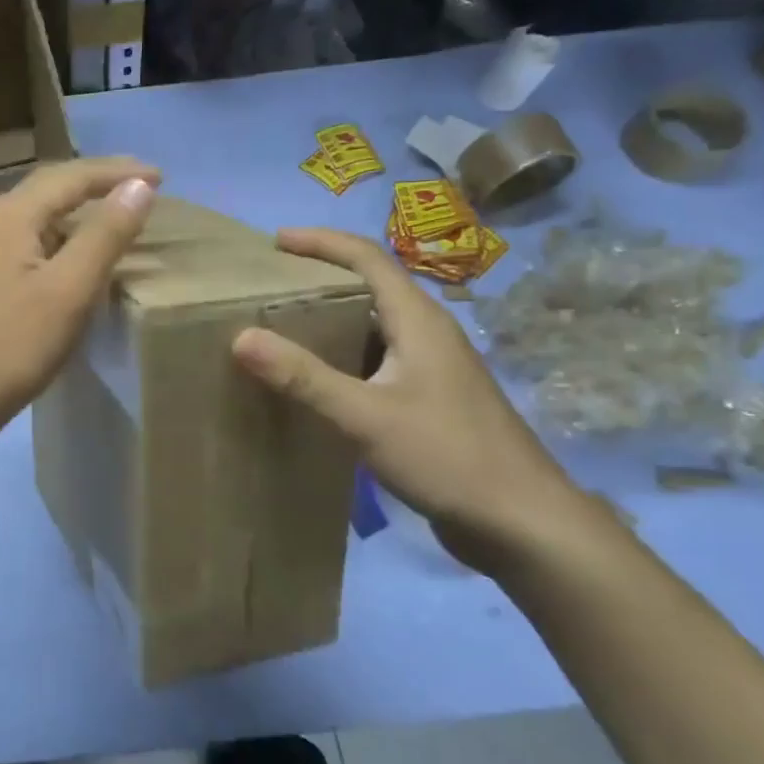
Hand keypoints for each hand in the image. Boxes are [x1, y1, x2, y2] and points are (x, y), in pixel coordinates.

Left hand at [0, 158, 159, 445]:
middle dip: (98, 183)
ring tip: (116, 217)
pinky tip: (75, 258)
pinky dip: (61, 239)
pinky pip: (29, 242)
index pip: (72, 176)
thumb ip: (105, 234)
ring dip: (79, 211)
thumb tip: (138, 186)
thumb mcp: (69, 289)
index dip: (119, 173)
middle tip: (142, 187)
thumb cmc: (12, 345)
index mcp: (11, 214)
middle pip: (50, 188)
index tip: (162, 177)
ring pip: (39, 216)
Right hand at [231, 229, 589, 575]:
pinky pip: (377, 361)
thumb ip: (304, 377)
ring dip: (330, 323)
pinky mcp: (431, 399)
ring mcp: (432, 368)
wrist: (521, 521)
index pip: (367, 258)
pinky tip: (316, 383)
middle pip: (370, 288)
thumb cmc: (447, 456)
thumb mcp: (365, 415)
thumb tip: (242, 337)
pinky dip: (342, 359)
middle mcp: (427, 333)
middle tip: (268, 288)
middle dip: (319, 280)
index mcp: (418, 321)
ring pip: (373, 328)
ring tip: (280, 330)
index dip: (321, 243)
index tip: (275, 242)